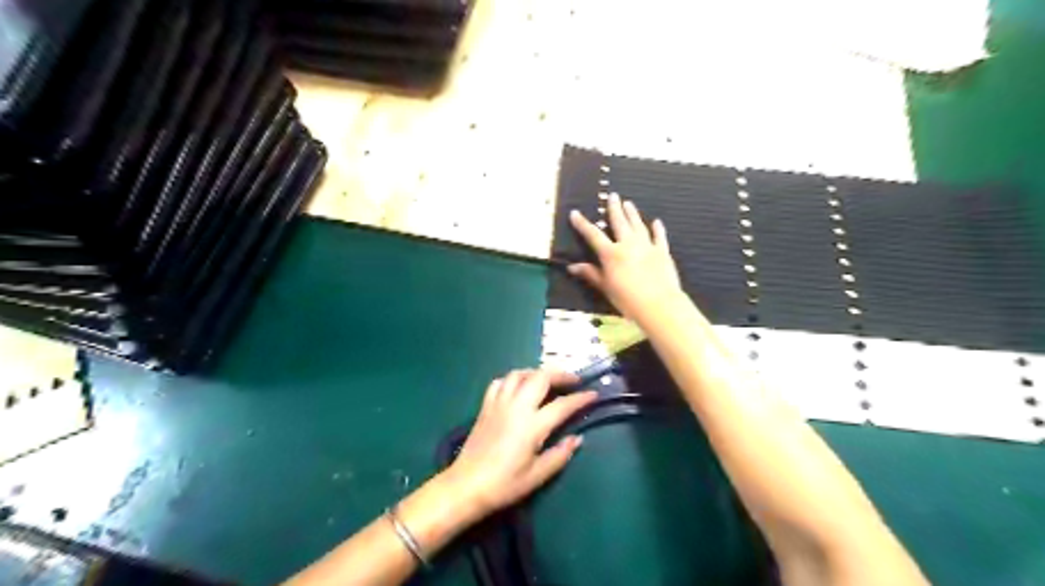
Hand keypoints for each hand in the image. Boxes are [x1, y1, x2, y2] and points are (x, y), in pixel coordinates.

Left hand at [443, 371, 599, 517]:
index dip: (580, 399)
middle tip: (573, 381)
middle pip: (541, 377)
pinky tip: (519, 387)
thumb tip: (577, 438)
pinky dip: (514, 379)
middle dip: (560, 374)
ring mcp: (499, 403)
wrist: (467, 485)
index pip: (562, 405)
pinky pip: (501, 382)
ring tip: (547, 380)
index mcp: (532, 425)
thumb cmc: (504, 484)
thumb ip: (560, 454)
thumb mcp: (538, 475)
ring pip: (519, 374)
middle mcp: (517, 407)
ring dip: (537, 373)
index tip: (593, 395)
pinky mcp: (486, 406)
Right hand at [568, 193, 683, 322]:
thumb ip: (591, 274)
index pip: (593, 235)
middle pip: (619, 222)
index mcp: (611, 254)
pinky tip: (656, 222)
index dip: (583, 224)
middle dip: (614, 208)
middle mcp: (628, 245)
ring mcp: (647, 246)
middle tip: (613, 195)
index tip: (575, 213)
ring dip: (632, 214)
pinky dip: (658, 229)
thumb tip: (572, 266)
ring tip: (628, 203)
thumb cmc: (628, 299)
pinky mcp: (662, 252)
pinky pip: (659, 237)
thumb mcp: (605, 288)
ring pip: (638, 225)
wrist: (659, 304)